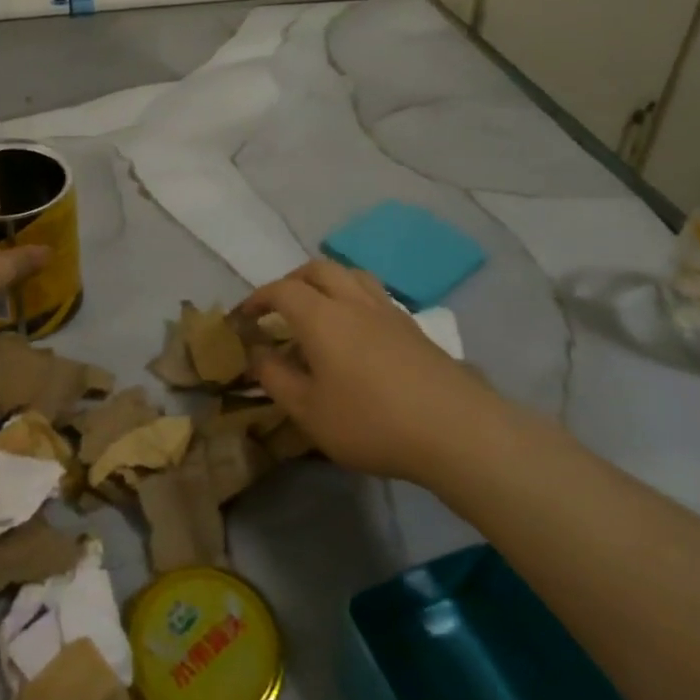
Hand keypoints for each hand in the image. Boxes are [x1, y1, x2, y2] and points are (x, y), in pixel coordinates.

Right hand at [241, 260, 510, 481]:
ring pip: (351, 275)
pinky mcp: (413, 328)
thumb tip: (256, 354)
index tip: (243, 318)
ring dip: (326, 283)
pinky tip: (355, 333)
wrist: (456, 430)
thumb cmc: (371, 421)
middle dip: (291, 281)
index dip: (257, 299)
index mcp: (321, 316)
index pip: (281, 290)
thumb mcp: (309, 411)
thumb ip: (276, 378)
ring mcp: (388, 311)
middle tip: (278, 307)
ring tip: (317, 310)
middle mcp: (353, 302)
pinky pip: (374, 296)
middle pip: (318, 270)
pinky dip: (353, 299)